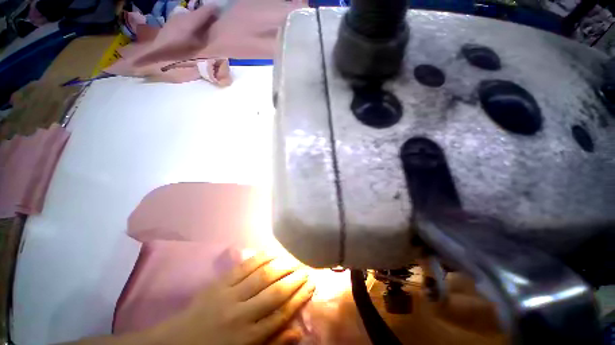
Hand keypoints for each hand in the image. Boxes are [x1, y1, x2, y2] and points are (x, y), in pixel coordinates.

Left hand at [148, 252, 314, 344]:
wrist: (175, 344)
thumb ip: (272, 344)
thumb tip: (298, 331)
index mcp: (248, 338)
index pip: (282, 313)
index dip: (299, 296)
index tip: (311, 284)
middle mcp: (242, 314)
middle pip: (275, 292)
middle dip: (294, 279)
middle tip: (306, 269)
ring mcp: (229, 295)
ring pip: (262, 276)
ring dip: (281, 265)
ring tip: (293, 260)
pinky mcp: (219, 283)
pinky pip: (244, 267)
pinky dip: (261, 258)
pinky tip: (272, 253)